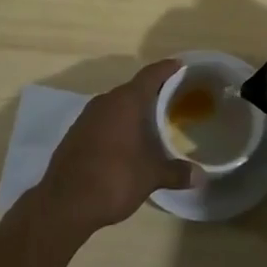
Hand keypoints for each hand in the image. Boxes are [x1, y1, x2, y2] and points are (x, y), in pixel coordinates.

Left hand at [35, 60, 195, 236]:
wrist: (65, 203)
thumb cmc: (113, 179)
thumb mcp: (150, 176)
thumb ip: (176, 173)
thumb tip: (201, 176)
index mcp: (126, 102)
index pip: (150, 75)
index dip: (167, 68)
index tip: (180, 64)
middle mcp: (105, 101)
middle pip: (133, 88)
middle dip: (152, 91)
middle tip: (172, 97)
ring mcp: (87, 116)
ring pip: (116, 104)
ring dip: (132, 109)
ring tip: (151, 120)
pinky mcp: (76, 133)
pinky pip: (103, 119)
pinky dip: (117, 123)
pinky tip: (125, 140)